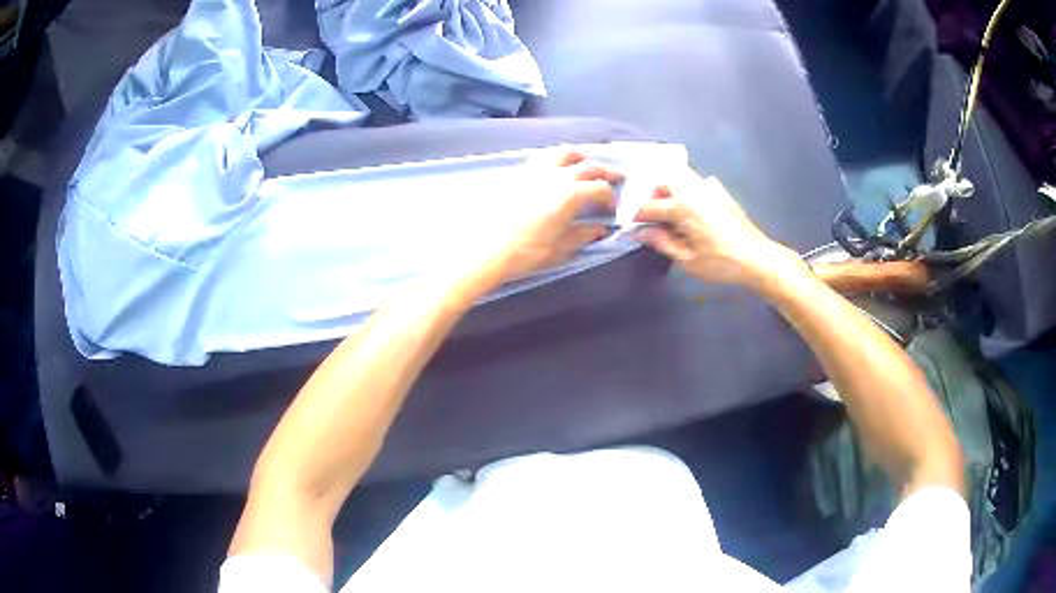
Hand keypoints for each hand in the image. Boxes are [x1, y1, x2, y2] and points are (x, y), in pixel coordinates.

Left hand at [478, 147, 622, 282]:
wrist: (483, 250)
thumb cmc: (524, 253)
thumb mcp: (559, 249)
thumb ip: (582, 235)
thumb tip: (599, 228)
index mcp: (570, 194)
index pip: (600, 187)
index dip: (611, 196)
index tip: (612, 207)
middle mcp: (555, 175)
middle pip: (587, 165)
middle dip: (605, 171)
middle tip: (614, 178)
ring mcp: (534, 170)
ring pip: (563, 151)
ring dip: (579, 156)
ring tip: (584, 164)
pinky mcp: (517, 172)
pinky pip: (540, 156)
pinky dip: (554, 157)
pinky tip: (553, 167)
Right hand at [634, 171, 799, 287]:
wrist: (758, 258)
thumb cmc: (721, 263)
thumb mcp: (686, 259)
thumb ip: (661, 242)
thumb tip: (640, 232)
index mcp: (681, 207)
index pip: (648, 207)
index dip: (634, 217)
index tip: (627, 225)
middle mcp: (693, 191)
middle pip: (662, 180)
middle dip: (651, 194)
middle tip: (649, 214)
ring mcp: (709, 188)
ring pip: (680, 175)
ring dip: (669, 187)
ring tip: (667, 208)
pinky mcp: (721, 192)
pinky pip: (698, 181)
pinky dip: (689, 188)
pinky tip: (692, 205)